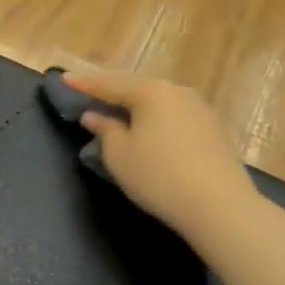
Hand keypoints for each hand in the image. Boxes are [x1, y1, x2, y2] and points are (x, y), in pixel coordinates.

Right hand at [62, 69, 260, 240]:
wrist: (220, 207)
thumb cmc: (159, 176)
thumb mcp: (119, 154)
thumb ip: (104, 129)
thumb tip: (95, 115)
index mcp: (150, 92)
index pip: (108, 84)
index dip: (84, 83)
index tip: (63, 78)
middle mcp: (177, 92)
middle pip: (136, 87)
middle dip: (111, 91)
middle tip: (89, 93)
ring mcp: (199, 109)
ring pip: (157, 101)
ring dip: (135, 105)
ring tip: (116, 110)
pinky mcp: (213, 129)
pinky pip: (173, 114)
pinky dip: (154, 117)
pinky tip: (147, 128)